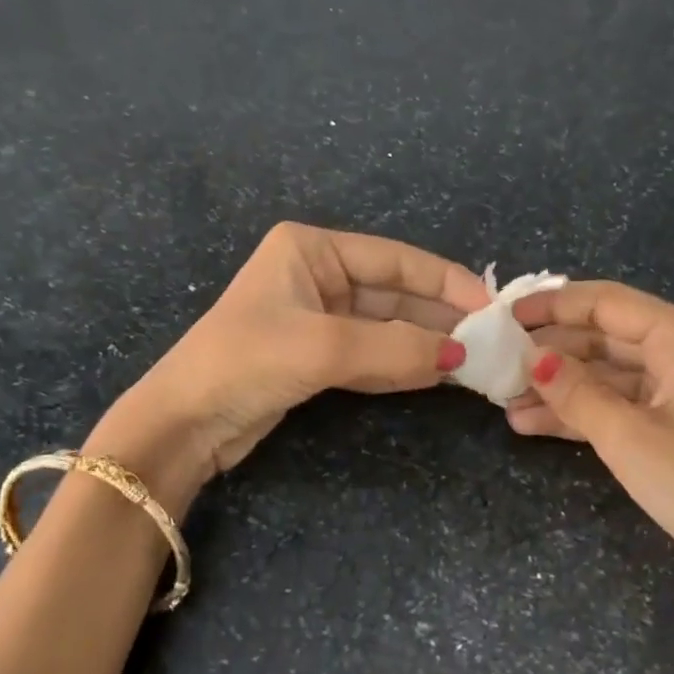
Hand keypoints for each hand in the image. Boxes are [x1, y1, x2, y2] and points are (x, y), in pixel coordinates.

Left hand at [93, 223, 487, 504]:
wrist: (184, 423)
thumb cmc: (245, 362)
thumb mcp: (323, 347)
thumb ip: (396, 347)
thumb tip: (461, 357)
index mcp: (312, 250)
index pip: (396, 259)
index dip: (446, 282)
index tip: (489, 308)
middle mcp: (317, 276)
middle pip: (395, 292)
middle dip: (439, 317)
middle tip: (488, 341)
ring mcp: (317, 318)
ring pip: (386, 326)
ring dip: (425, 343)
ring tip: (473, 361)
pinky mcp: (316, 356)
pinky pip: (371, 354)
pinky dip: (401, 364)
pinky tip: (437, 375)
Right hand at [505, 281, 673, 622]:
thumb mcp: (629, 437)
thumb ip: (575, 392)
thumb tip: (531, 358)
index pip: (606, 304)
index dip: (552, 306)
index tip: (502, 316)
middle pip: (603, 337)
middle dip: (550, 352)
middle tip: (495, 362)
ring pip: (604, 376)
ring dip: (557, 388)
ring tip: (502, 400)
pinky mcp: (669, 429)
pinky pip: (615, 408)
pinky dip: (577, 415)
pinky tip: (529, 424)